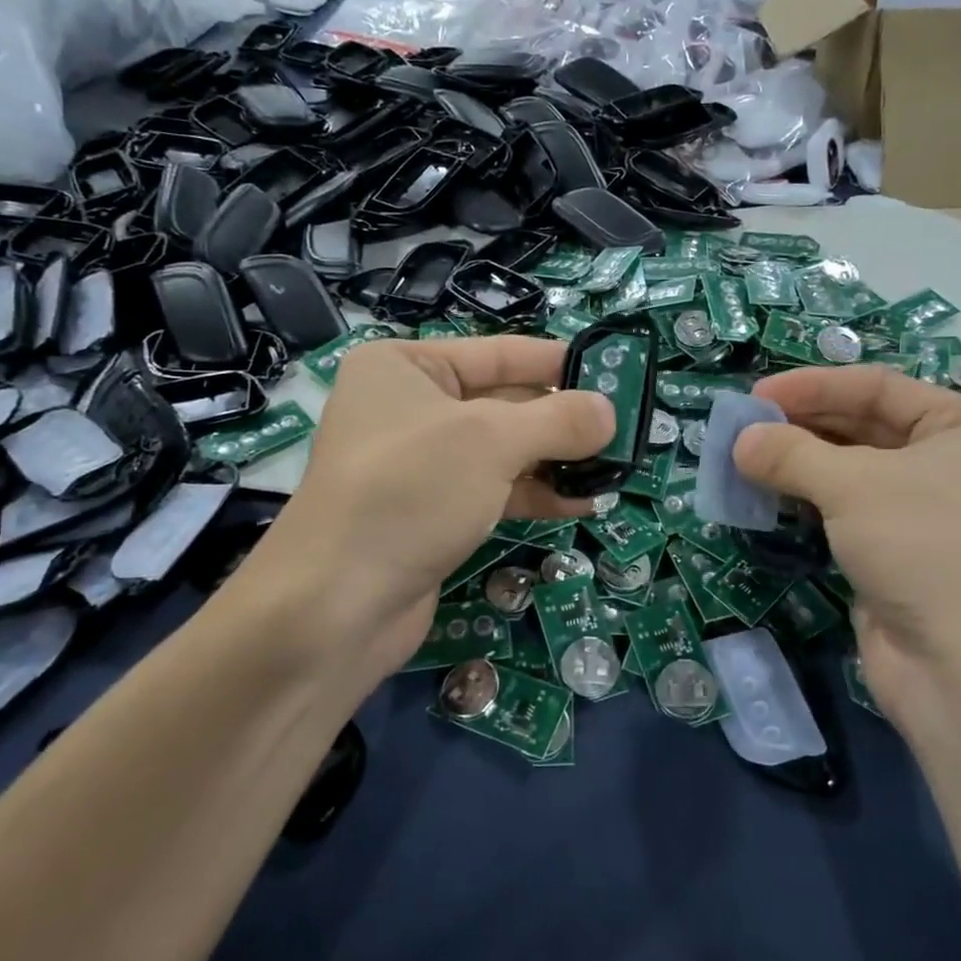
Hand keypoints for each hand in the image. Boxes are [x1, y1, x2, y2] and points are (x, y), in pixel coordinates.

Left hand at [221, 336, 612, 680]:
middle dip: (563, 419)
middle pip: (505, 402)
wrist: (336, 607)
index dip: (558, 363)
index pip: (499, 352)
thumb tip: (610, 412)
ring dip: (557, 461)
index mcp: (406, 367)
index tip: (616, 377)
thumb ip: (557, 420)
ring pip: (504, 451)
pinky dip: (536, 494)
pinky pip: (495, 490)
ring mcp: (421, 465)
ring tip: (613, 470)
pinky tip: (582, 503)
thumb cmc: (409, 493)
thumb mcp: (490, 442)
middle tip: (624, 431)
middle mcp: (410, 408)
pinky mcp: (432, 513)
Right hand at [732, 365, 960, 714]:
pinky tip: (769, 496)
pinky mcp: (897, 556)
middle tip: (742, 429)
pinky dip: (807, 502)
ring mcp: (924, 514)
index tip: (754, 394)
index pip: (877, 387)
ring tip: (744, 460)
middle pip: (863, 428)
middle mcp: (952, 464)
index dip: (812, 386)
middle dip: (801, 426)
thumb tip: (739, 441)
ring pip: (851, 473)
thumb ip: (791, 454)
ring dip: (798, 465)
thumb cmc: (927, 546)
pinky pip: (845, 514)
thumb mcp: (854, 485)